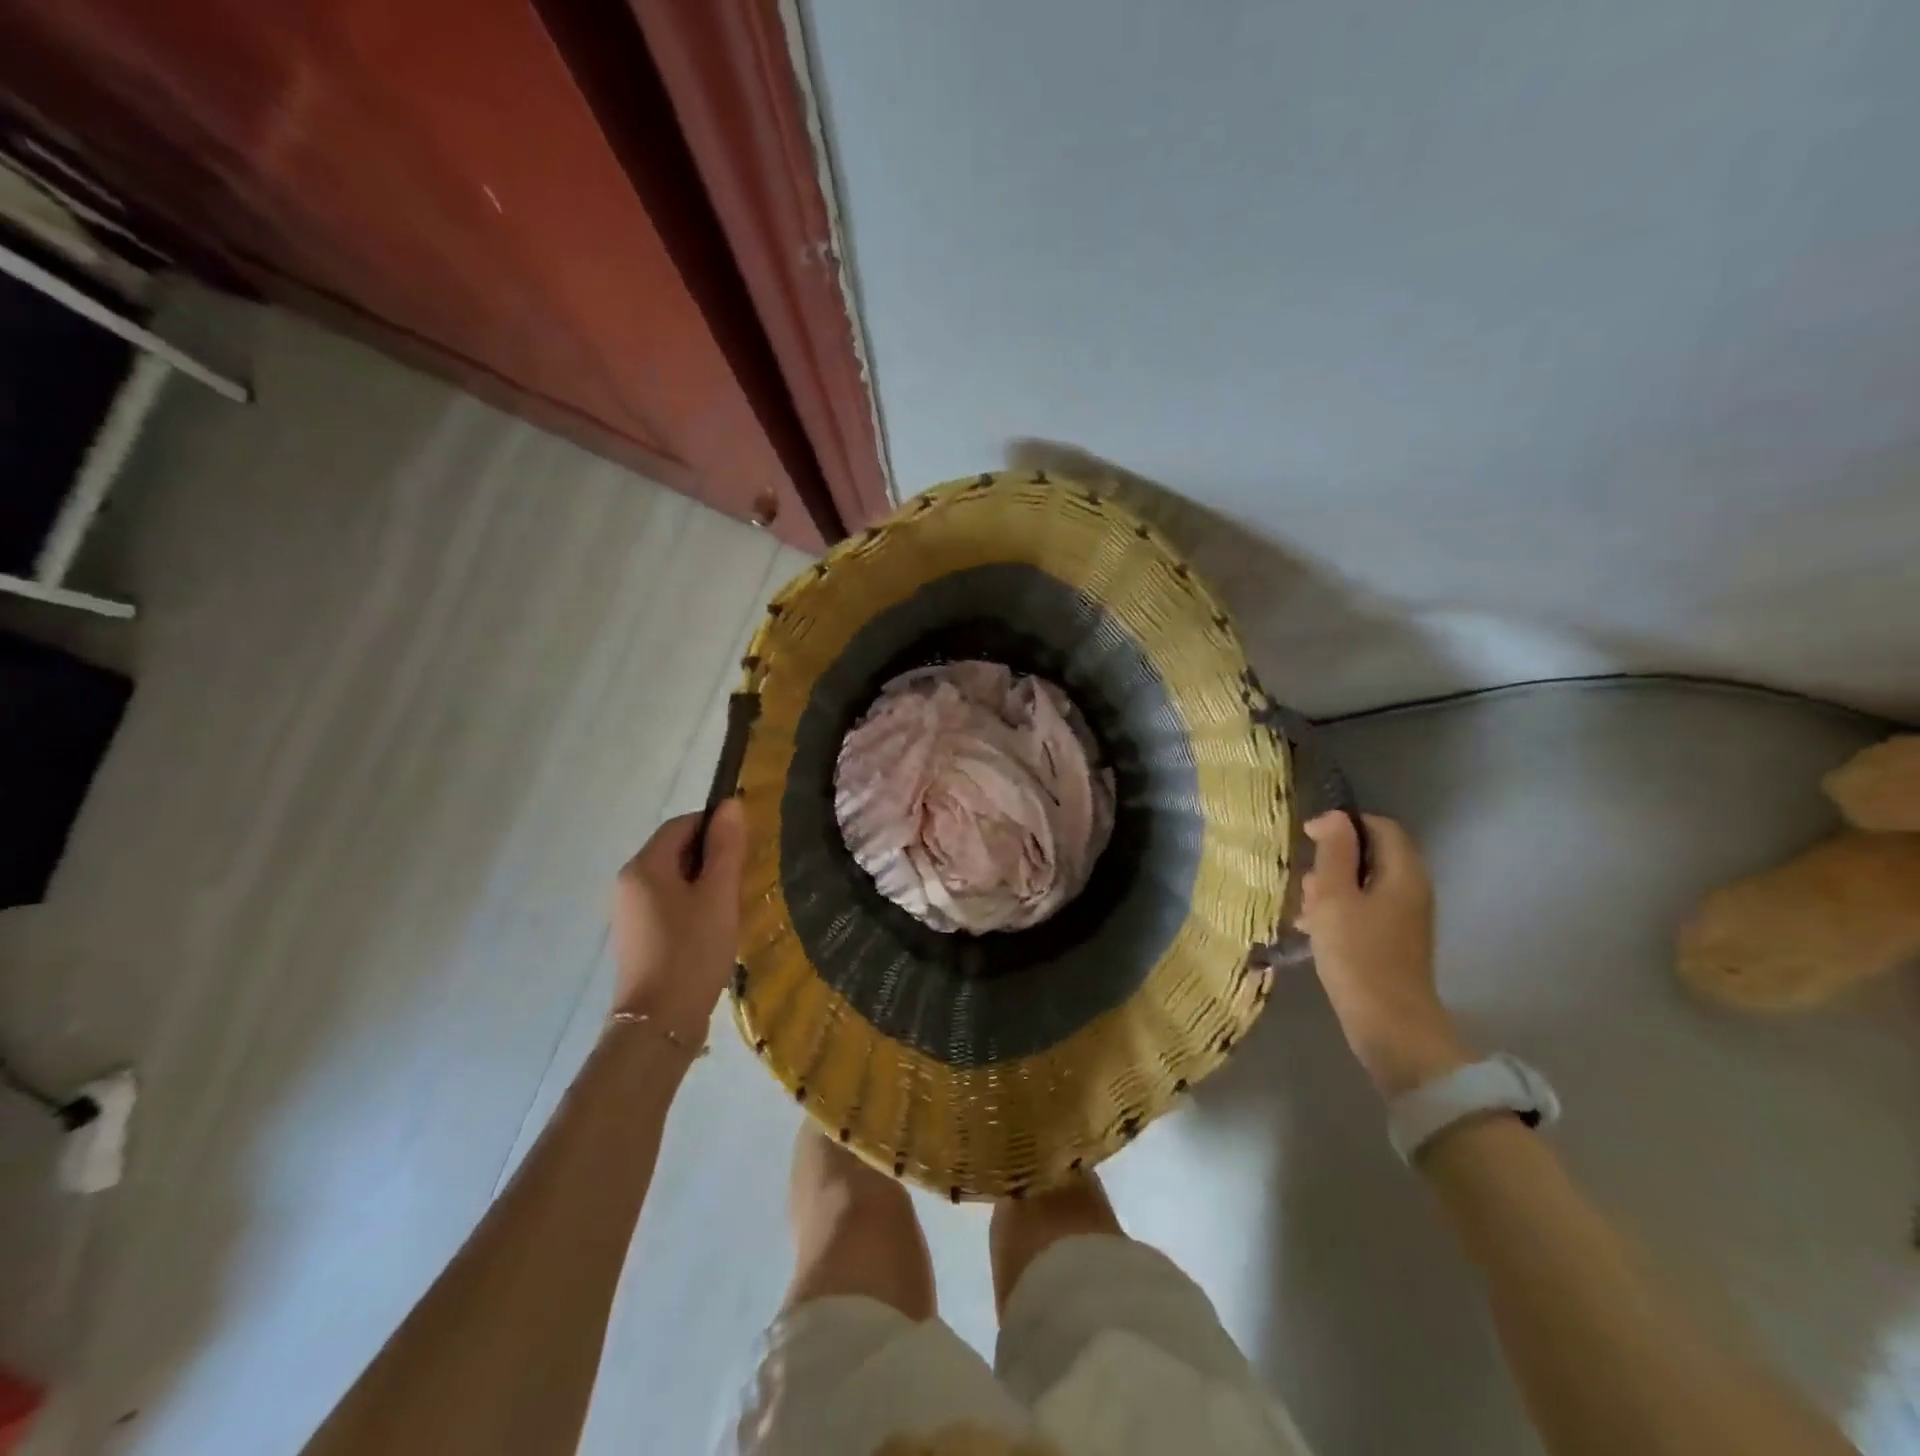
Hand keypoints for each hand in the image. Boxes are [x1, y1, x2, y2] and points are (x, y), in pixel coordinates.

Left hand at [609, 800, 747, 1041]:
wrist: (658, 1024)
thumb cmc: (692, 952)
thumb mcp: (719, 896)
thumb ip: (726, 848)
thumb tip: (731, 805)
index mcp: (644, 866)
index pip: (682, 824)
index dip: (716, 825)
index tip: (747, 845)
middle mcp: (628, 882)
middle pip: (675, 849)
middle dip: (712, 855)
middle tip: (745, 876)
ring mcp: (629, 911)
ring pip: (673, 878)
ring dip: (705, 881)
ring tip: (733, 903)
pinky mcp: (637, 935)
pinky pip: (668, 902)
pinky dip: (693, 903)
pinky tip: (714, 925)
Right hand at [1300, 811, 1469, 1096]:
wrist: (1389, 1025)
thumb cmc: (1358, 954)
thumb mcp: (1335, 897)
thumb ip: (1334, 853)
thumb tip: (1334, 817)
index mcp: (1403, 873)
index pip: (1379, 826)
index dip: (1343, 825)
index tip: (1308, 839)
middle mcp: (1410, 890)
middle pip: (1369, 856)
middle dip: (1331, 863)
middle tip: (1306, 886)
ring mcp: (1404, 918)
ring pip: (1361, 885)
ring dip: (1329, 891)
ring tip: (1305, 913)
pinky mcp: (1392, 942)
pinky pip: (1362, 911)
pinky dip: (1338, 913)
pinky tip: (1313, 932)